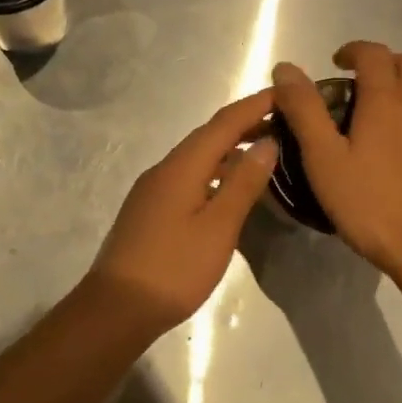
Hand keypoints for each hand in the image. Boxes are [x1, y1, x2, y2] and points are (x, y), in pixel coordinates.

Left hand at [86, 90, 280, 331]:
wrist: (116, 308)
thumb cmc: (174, 268)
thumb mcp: (218, 227)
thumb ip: (243, 183)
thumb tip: (267, 143)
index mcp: (181, 167)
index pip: (223, 124)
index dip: (254, 106)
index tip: (285, 94)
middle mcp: (164, 169)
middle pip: (208, 136)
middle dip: (244, 124)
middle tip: (282, 121)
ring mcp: (153, 190)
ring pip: (197, 158)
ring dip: (229, 149)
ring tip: (264, 152)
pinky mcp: (150, 210)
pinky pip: (188, 177)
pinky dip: (214, 172)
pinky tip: (229, 188)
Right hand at [272, 43, 401, 284]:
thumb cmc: (372, 205)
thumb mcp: (324, 160)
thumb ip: (305, 111)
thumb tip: (286, 68)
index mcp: (387, 101)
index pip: (373, 53)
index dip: (353, 50)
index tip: (337, 63)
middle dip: (384, 65)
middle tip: (360, 88)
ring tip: (379, 129)